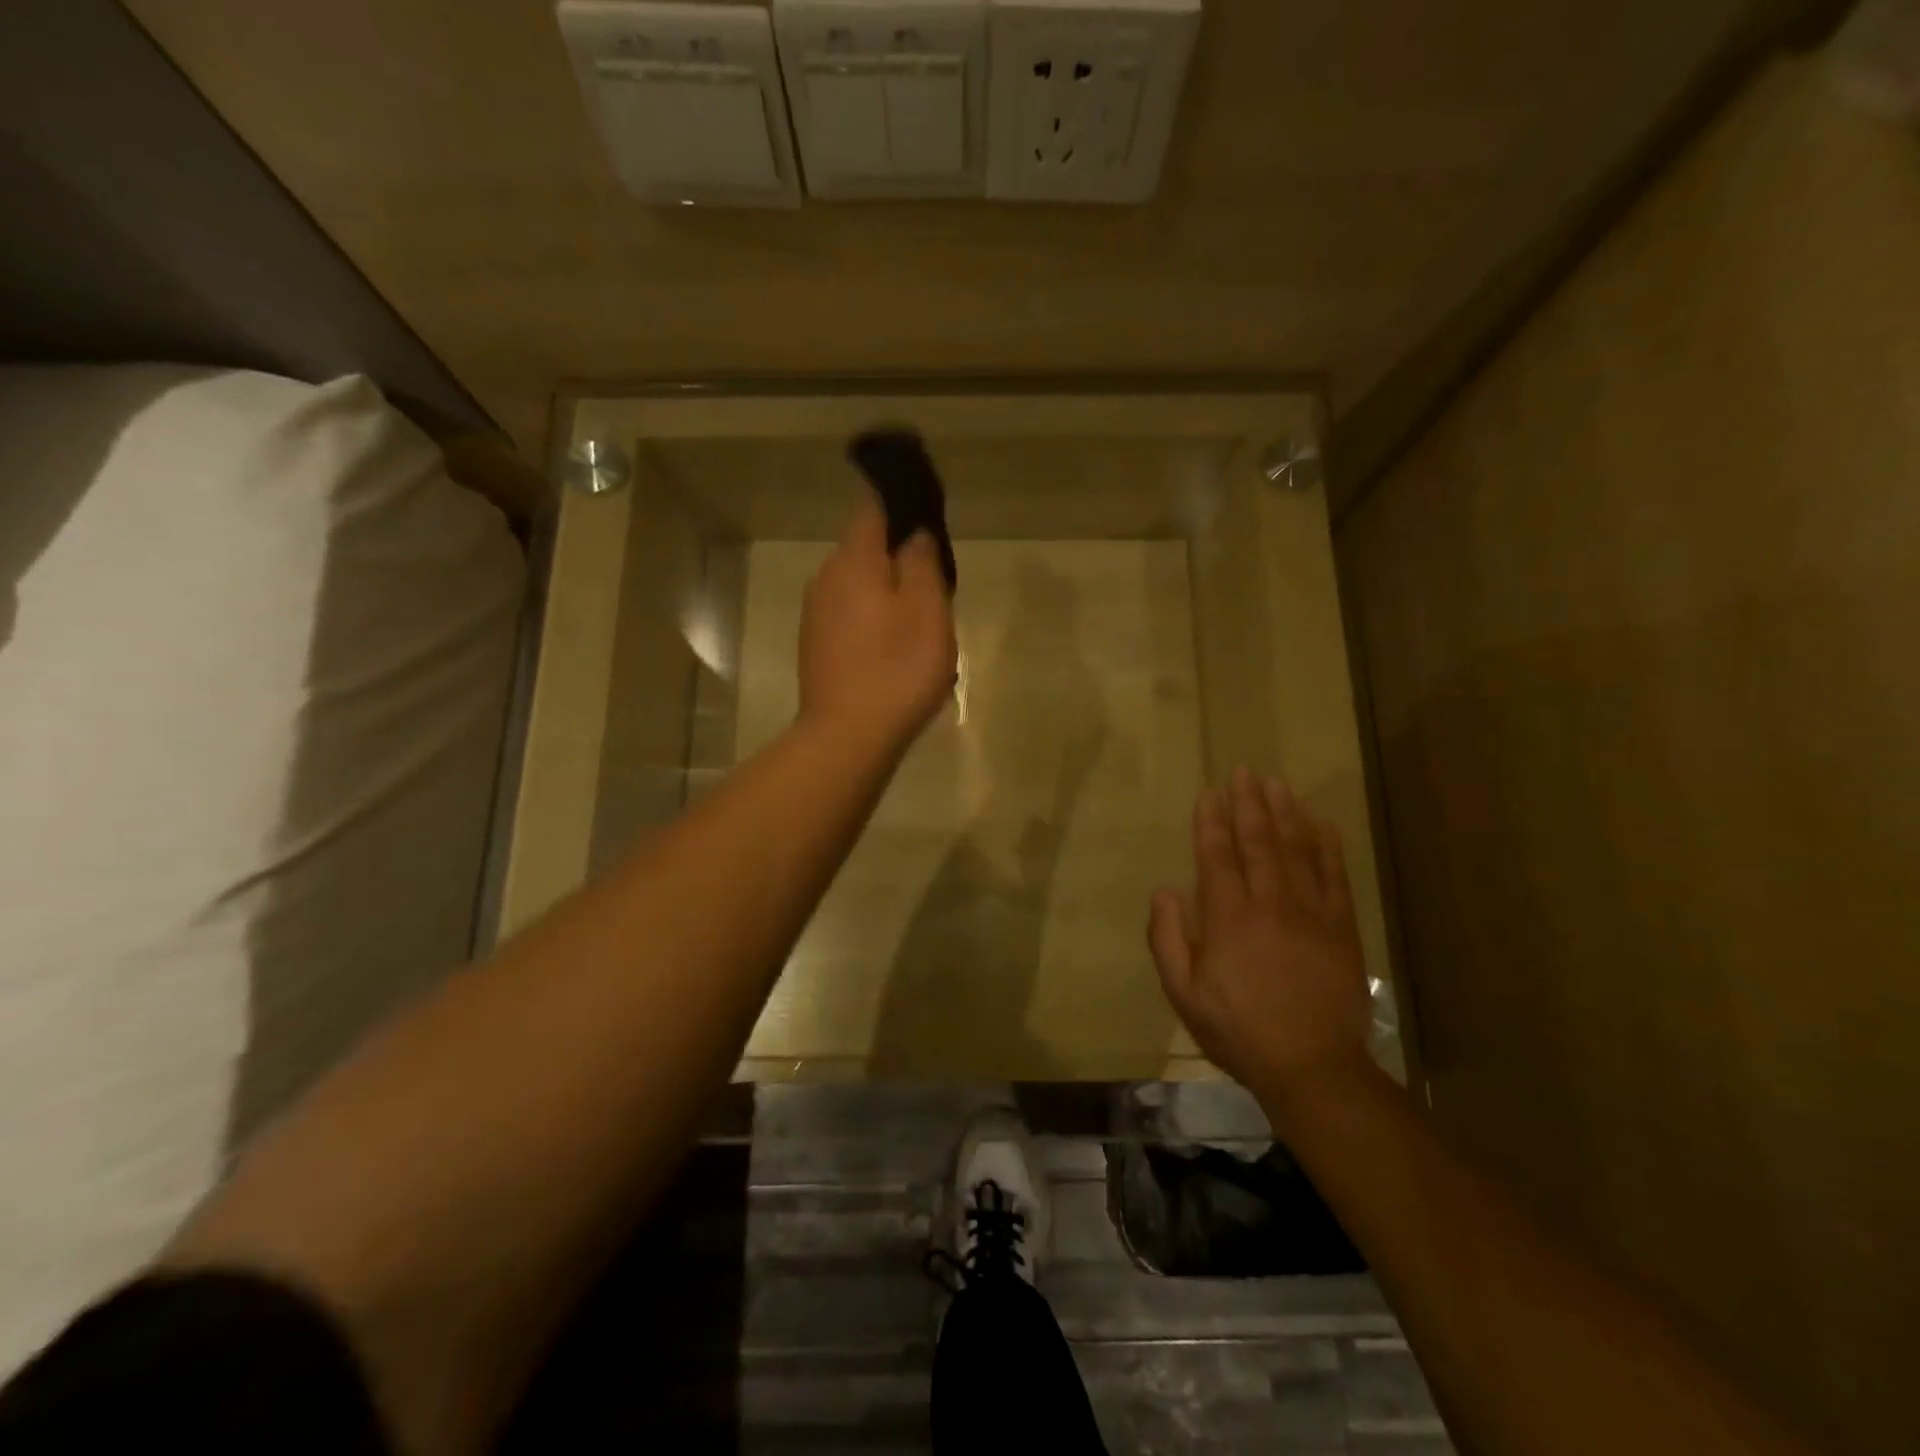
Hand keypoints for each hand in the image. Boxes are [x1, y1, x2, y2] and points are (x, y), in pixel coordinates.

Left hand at [799, 500, 957, 754]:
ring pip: (858, 586)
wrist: (848, 736)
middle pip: (865, 550)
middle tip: (935, 585)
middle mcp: (826, 578)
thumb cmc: (896, 668)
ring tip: (919, 623)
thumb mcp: (927, 609)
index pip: (872, 509)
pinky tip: (893, 650)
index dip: (900, 507)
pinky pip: (849, 617)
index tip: (927, 522)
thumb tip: (914, 535)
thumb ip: (922, 563)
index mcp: (853, 560)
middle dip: (898, 558)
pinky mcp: (815, 646)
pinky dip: (872, 621)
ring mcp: (816, 614)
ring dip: (886, 594)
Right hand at [1148, 769, 1374, 1123]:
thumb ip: (1168, 938)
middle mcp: (1269, 903)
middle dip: (1248, 804)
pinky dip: (1328, 847)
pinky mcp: (1341, 927)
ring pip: (1296, 850)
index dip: (1211, 820)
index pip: (1216, 855)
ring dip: (1285, 813)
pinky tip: (1322, 824)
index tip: (1209, 792)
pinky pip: (1334, 876)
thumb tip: (1164, 890)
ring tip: (1276, 784)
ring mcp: (1310, 912)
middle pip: (1257, 841)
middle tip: (1244, 772)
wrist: (1312, 1067)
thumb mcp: (1183, 993)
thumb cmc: (1238, 1030)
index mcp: (1227, 917)